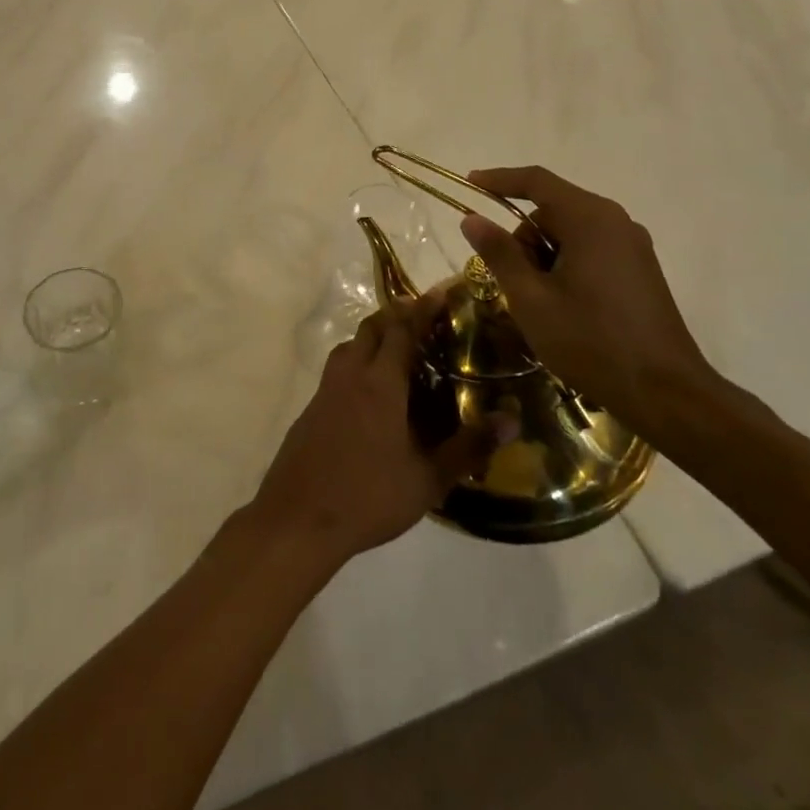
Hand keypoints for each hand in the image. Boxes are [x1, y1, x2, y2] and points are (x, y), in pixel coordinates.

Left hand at [247, 299, 486, 565]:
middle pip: (372, 328)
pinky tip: (372, 389)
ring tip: (400, 349)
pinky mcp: (312, 407)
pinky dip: (358, 361)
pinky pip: (338, 368)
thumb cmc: (368, 497)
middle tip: (425, 316)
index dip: (423, 308)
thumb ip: (468, 447)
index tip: (442, 291)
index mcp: (380, 383)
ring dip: (374, 336)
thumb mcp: (428, 479)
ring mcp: (326, 390)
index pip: (403, 330)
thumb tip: (511, 419)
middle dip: (397, 315)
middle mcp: (350, 375)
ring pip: (350, 346)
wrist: (298, 518)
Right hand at [460, 165, 717, 440]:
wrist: (666, 393)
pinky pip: (591, 250)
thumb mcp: (531, 299)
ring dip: (544, 256)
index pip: (536, 181)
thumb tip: (472, 218)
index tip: (469, 184)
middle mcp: (616, 222)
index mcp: (590, 219)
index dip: (499, 179)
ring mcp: (633, 246)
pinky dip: (566, 265)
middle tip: (510, 280)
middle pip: (553, 210)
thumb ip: (499, 253)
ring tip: (537, 302)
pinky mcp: (641, 270)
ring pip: (571, 233)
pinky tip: (562, 306)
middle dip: (523, 237)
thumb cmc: (591, 341)